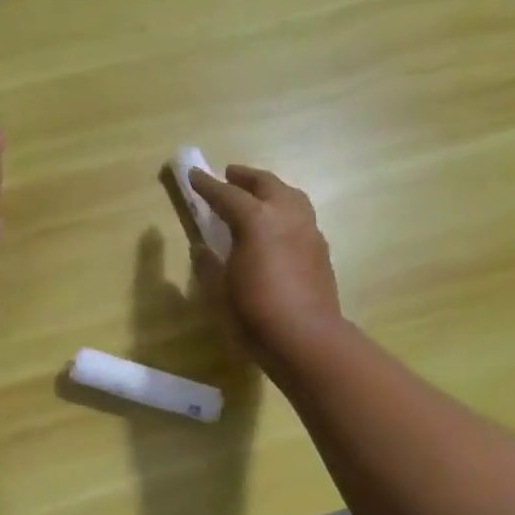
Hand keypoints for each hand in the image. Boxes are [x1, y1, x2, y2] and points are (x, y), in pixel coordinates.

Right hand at [187, 164, 341, 366]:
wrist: (306, 339)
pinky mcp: (321, 251)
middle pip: (267, 184)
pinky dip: (286, 212)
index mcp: (257, 220)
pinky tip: (278, 229)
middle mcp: (287, 216)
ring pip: (291, 196)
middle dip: (246, 178)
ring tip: (258, 196)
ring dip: (272, 190)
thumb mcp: (220, 290)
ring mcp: (309, 232)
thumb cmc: (254, 313)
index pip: (227, 195)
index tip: (193, 175)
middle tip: (230, 175)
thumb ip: (209, 264)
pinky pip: (302, 218)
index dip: (207, 186)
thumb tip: (202, 249)